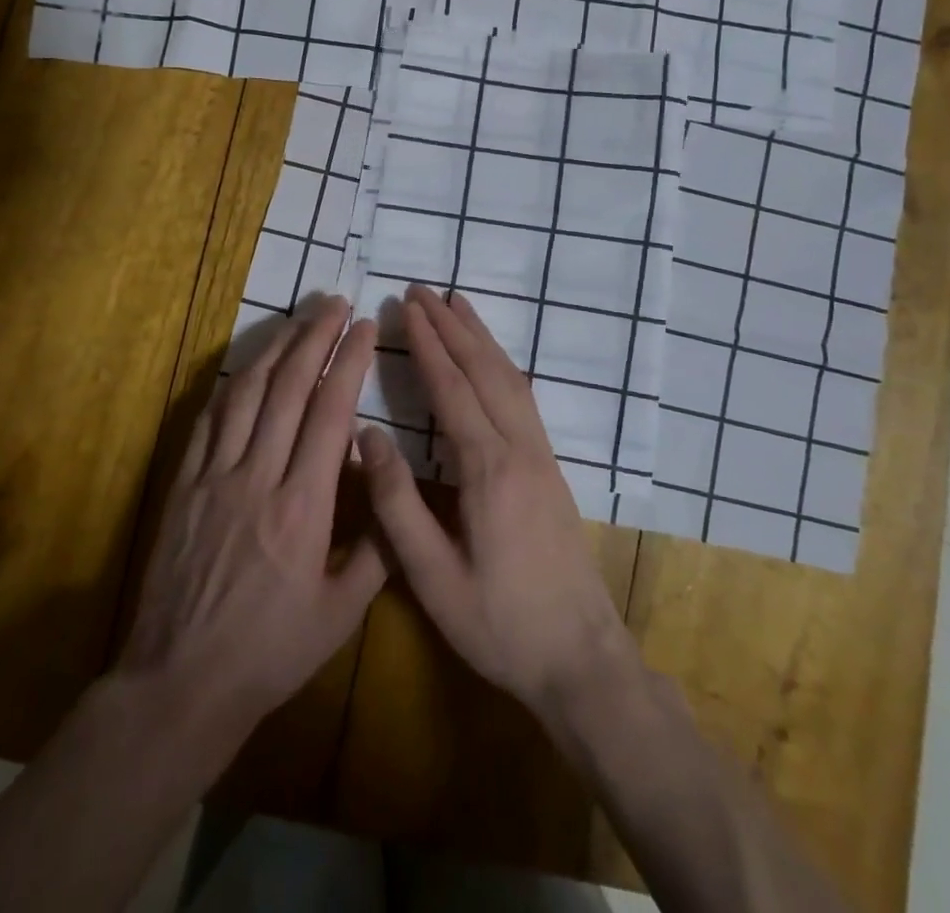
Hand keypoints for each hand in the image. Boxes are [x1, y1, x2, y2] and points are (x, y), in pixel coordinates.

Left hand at [118, 297, 387, 744]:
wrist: (181, 682)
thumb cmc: (270, 654)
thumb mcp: (340, 614)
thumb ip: (376, 548)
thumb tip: (391, 487)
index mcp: (303, 507)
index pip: (330, 413)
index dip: (348, 362)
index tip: (364, 328)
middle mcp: (258, 477)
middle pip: (288, 388)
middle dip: (314, 336)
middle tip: (334, 302)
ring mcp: (214, 476)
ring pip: (246, 393)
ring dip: (275, 349)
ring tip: (297, 319)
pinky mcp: (183, 485)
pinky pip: (207, 420)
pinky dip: (231, 385)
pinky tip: (247, 367)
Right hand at [357, 285, 640, 723]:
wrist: (582, 659)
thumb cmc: (500, 625)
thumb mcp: (434, 577)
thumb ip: (397, 505)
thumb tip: (367, 435)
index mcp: (488, 470)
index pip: (451, 390)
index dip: (427, 345)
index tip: (406, 308)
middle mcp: (519, 449)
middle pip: (484, 371)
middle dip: (452, 326)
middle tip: (423, 290)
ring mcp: (542, 456)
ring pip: (510, 378)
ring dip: (481, 338)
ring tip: (458, 304)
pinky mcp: (552, 468)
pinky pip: (523, 397)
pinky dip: (502, 364)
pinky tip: (492, 359)